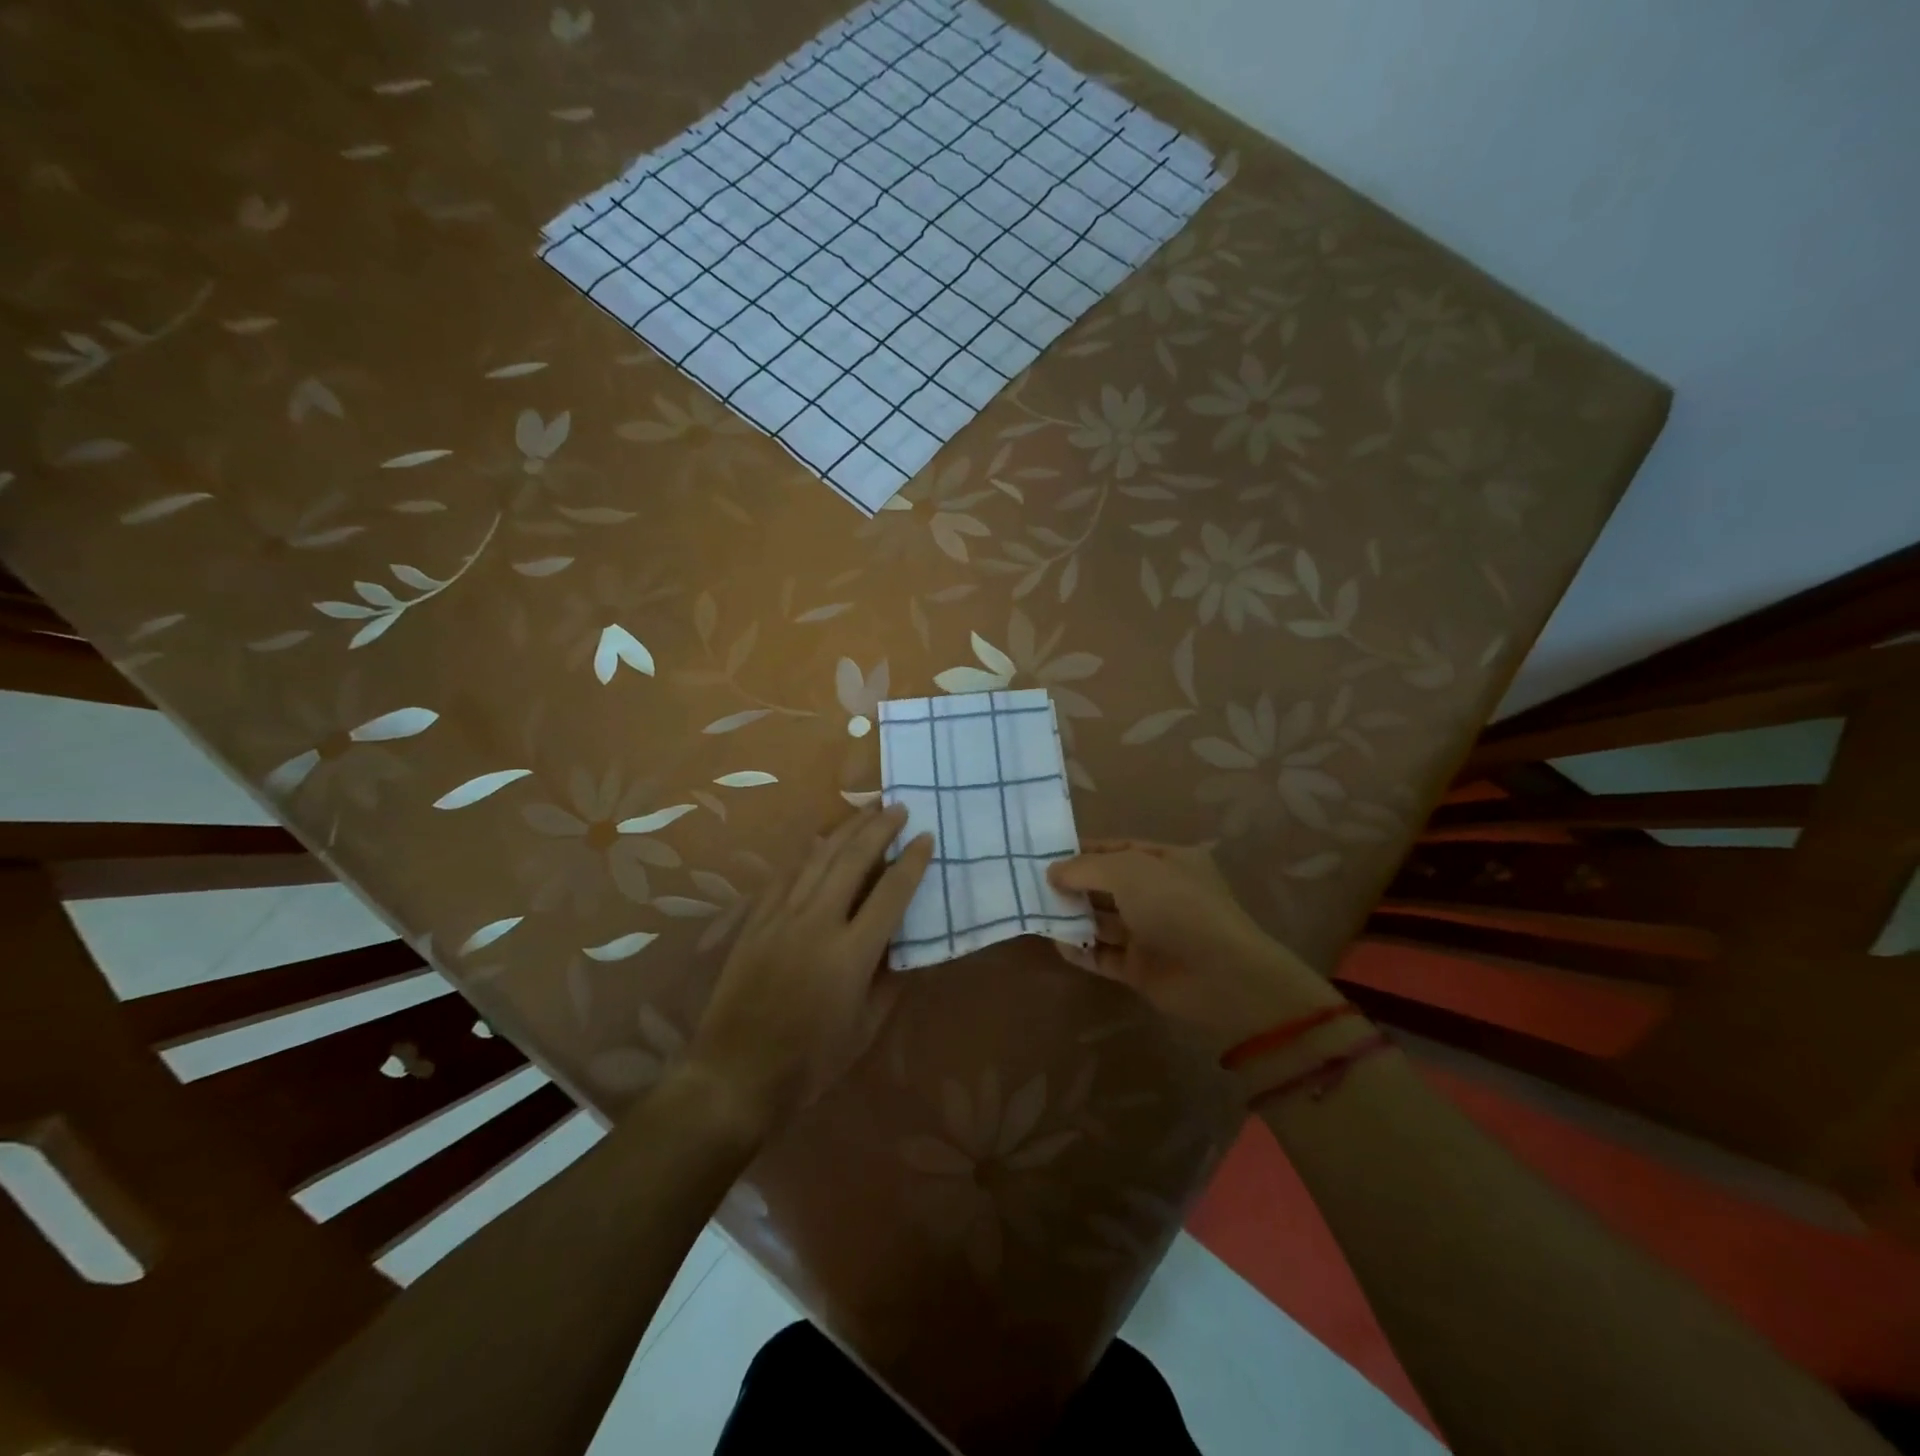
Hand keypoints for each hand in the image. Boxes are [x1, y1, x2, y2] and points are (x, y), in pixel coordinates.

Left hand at [686, 804, 932, 1136]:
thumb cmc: (811, 1061)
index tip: (926, 837)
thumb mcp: (866, 1028)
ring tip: (867, 809)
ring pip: (818, 858)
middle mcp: (817, 923)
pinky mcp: (755, 921)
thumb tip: (905, 943)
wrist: (736, 1073)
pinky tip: (819, 840)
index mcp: (851, 953)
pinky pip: (785, 874)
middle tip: (899, 806)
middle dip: (879, 828)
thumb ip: (890, 979)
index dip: (912, 862)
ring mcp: (781, 917)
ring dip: (845, 829)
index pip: (891, 893)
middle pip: (853, 860)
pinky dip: (808, 853)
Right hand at [1047, 839, 1342, 1056]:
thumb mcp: (1128, 871)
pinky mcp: (1142, 968)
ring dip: (1073, 917)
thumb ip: (1085, 868)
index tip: (1045, 855)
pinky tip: (1055, 943)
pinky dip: (1081, 949)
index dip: (1083, 851)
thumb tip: (1052, 871)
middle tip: (1032, 885)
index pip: (1118, 849)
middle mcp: (1159, 894)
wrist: (1220, 976)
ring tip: (1036, 911)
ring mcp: (1151, 932)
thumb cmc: (1176, 906)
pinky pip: (1104, 954)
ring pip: (1104, 920)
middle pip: (1108, 885)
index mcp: (1167, 861)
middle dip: (1074, 884)